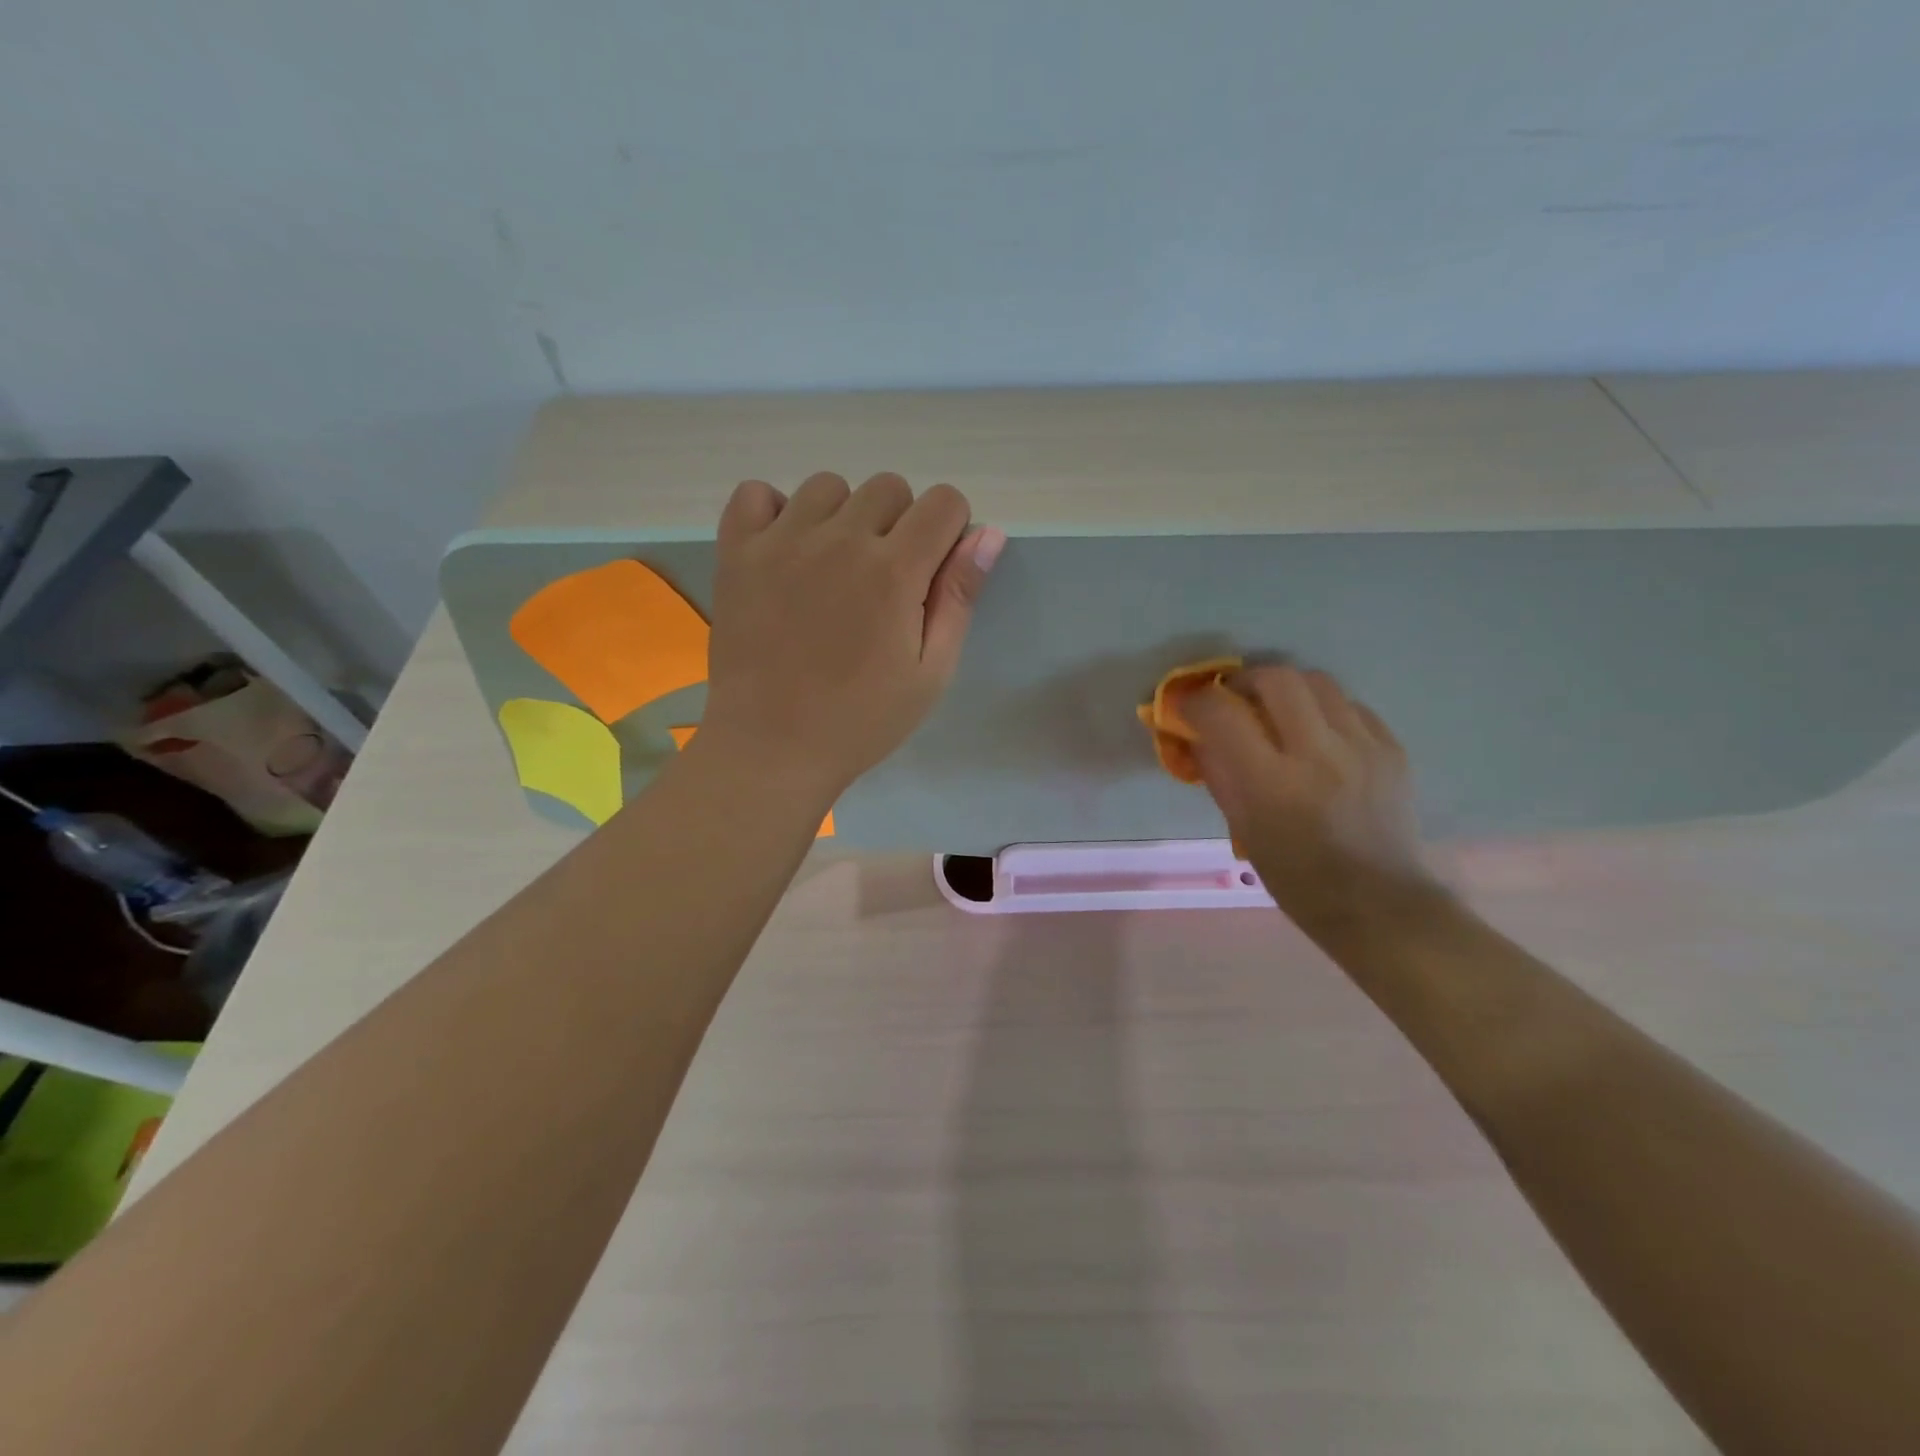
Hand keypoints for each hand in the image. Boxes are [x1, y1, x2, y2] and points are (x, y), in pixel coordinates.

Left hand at [701, 472, 1005, 796]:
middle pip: (890, 488)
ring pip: (828, 486)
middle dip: (901, 524)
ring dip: (843, 517)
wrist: (772, 747)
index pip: (944, 502)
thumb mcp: (930, 672)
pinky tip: (786, 550)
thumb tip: (988, 534)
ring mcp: (782, 541)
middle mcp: (840, 540)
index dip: (950, 531)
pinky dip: (775, 511)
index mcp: (895, 571)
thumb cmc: (861, 720)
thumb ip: (959, 598)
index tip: (933, 571)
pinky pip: (756, 493)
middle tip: (884, 581)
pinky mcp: (737, 552)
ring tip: (833, 569)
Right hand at [1184, 665, 1439, 932]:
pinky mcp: (1392, 749)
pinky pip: (1352, 706)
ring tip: (1276, 710)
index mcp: (1272, 784)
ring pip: (1318, 681)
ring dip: (1286, 688)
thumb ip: (1218, 774)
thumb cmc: (1296, 877)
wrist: (1378, 904)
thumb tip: (1198, 734)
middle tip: (1234, 697)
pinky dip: (1324, 709)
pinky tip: (1318, 733)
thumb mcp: (1242, 829)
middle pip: (1277, 678)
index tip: (1188, 706)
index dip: (1196, 701)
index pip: (1222, 714)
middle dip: (1245, 680)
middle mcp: (1318, 755)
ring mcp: (1362, 748)